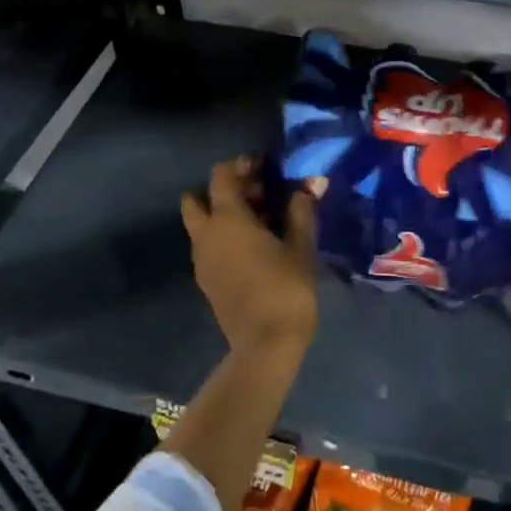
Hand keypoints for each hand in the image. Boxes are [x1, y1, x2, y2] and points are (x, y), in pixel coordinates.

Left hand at [181, 157, 319, 356]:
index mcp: (227, 219)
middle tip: (257, 195)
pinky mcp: (206, 280)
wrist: (265, 345)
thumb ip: (302, 211)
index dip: (241, 165)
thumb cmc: (285, 289)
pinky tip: (254, 247)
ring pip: (201, 224)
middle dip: (223, 191)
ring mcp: (202, 260)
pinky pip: (208, 246)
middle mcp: (206, 235)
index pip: (221, 176)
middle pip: (197, 199)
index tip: (265, 166)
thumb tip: (313, 183)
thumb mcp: (300, 247)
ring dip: (223, 215)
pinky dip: (223, 237)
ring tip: (261, 222)